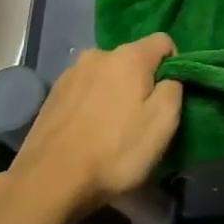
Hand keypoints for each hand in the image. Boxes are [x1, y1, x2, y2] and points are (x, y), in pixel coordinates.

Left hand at [6, 33, 181, 216]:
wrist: (48, 181)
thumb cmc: (114, 151)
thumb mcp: (163, 123)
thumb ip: (174, 89)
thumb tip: (169, 78)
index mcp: (129, 56)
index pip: (164, 41)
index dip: (175, 65)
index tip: (170, 97)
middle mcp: (98, 54)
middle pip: (133, 59)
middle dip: (142, 82)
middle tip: (142, 119)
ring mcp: (71, 73)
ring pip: (107, 75)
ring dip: (115, 94)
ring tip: (113, 129)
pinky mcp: (52, 94)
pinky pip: (85, 90)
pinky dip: (93, 104)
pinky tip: (89, 133)